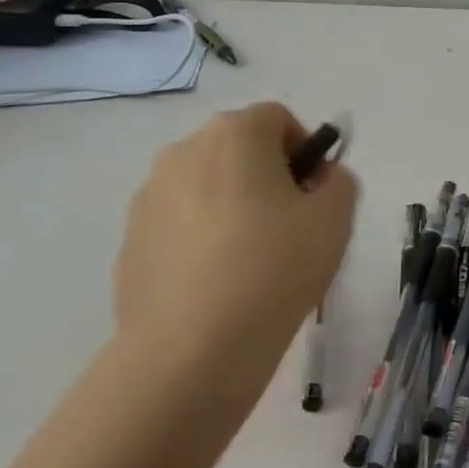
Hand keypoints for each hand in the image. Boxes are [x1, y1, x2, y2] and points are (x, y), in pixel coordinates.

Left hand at [114, 103, 358, 403]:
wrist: (192, 349)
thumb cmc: (275, 267)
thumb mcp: (335, 218)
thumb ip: (338, 182)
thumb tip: (318, 180)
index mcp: (234, 135)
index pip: (277, 119)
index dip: (304, 150)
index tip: (314, 194)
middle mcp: (183, 152)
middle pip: (238, 148)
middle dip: (267, 175)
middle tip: (291, 225)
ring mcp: (148, 197)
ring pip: (206, 186)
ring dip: (232, 205)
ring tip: (253, 260)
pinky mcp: (130, 241)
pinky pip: (180, 224)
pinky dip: (202, 239)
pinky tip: (218, 283)